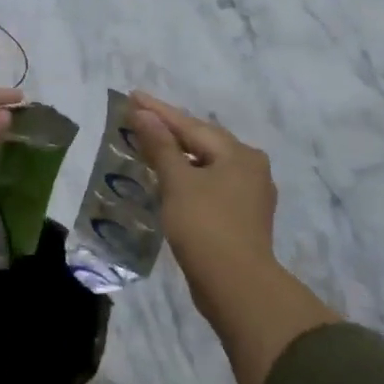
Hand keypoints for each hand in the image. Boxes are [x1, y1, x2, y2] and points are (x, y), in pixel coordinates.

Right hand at [126, 91, 277, 284]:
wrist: (237, 286)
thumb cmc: (206, 226)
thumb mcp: (178, 182)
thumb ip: (160, 145)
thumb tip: (144, 113)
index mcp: (239, 154)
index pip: (190, 125)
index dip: (158, 111)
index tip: (133, 96)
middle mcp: (251, 168)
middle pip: (203, 142)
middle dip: (171, 131)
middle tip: (140, 119)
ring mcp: (250, 195)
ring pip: (208, 165)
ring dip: (179, 156)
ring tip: (151, 148)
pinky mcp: (243, 219)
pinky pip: (211, 186)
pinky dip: (189, 179)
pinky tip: (172, 183)